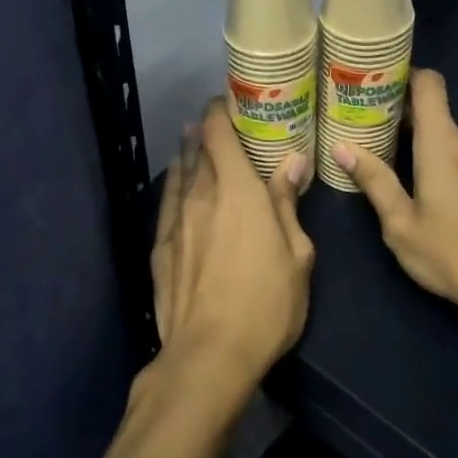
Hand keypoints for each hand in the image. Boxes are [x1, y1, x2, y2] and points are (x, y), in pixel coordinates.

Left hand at [150, 98, 314, 391]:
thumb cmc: (267, 304)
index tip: (229, 102)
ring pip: (179, 173)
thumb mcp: (297, 255)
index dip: (220, 111)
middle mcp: (202, 195)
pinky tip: (177, 184)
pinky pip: (166, 201)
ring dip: (187, 153)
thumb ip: (288, 203)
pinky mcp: (160, 247)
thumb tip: (292, 161)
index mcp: (238, 191)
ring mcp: (176, 221)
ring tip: (193, 141)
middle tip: (219, 123)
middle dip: (206, 130)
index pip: (220, 133)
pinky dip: (174, 184)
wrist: (208, 355)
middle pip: (197, 148)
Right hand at [336, 70, 457, 345]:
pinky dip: (450, 160)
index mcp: (442, 143)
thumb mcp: (401, 225)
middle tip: (372, 135)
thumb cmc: (453, 255)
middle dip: (404, 120)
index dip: (406, 74)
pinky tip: (439, 191)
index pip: (430, 83)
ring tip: (402, 167)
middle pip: (435, 112)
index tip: (378, 84)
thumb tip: (342, 147)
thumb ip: (374, 181)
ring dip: (428, 145)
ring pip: (452, 137)